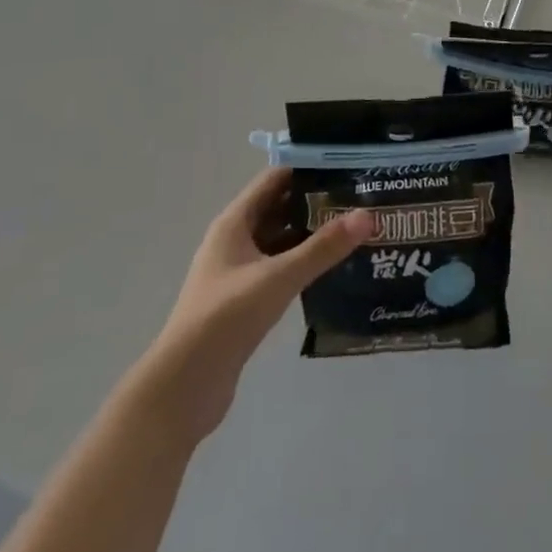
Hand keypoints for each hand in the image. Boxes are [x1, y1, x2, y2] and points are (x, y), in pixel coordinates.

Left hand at [142, 168, 371, 437]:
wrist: (184, 387)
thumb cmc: (226, 318)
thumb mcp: (279, 277)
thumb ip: (323, 247)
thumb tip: (368, 215)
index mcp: (234, 223)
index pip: (275, 180)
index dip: (308, 168)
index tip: (347, 163)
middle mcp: (235, 241)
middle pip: (280, 208)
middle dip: (316, 200)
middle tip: (361, 195)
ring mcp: (239, 272)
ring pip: (281, 240)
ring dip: (312, 233)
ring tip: (356, 227)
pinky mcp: (246, 300)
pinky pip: (280, 268)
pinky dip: (304, 262)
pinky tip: (335, 266)